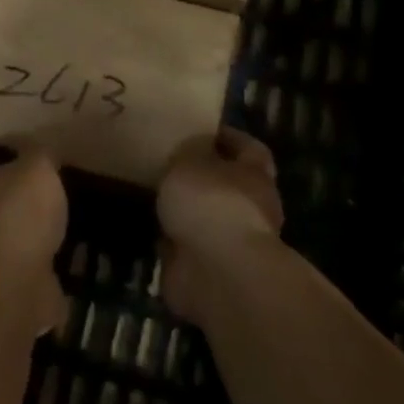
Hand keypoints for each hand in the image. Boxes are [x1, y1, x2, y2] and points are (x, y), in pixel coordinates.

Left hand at [0, 142, 67, 331]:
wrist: (11, 288)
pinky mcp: (0, 271)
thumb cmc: (14, 214)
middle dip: (5, 176)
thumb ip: (38, 152)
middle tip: (35, 162)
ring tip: (53, 196)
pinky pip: (20, 247)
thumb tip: (37, 146)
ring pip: (1, 217)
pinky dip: (36, 241)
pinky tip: (59, 231)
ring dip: (22, 211)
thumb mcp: (36, 168)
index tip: (3, 130)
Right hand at [156, 128, 284, 322]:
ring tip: (153, 194)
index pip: (250, 149)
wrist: (217, 273)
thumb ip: (190, 151)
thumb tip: (194, 147)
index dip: (230, 138)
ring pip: (207, 218)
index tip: (203, 130)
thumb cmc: (210, 203)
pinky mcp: (210, 270)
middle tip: (169, 163)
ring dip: (186, 211)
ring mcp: (232, 243)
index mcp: (254, 176)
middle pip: (229, 186)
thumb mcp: (190, 160)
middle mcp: (251, 209)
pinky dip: (172, 240)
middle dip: (203, 177)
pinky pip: (188, 247)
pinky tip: (149, 227)